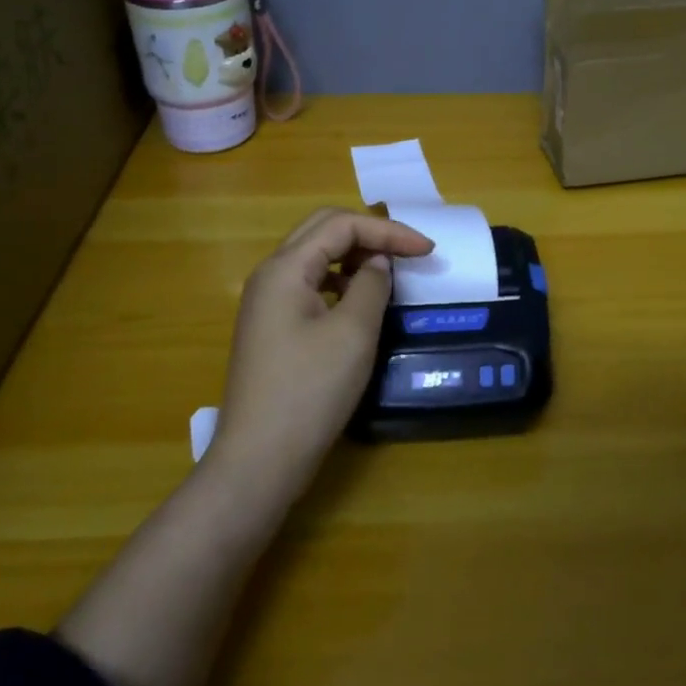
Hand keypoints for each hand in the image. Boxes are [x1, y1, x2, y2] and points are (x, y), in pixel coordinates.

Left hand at [212, 208, 432, 494]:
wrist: (259, 460)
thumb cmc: (309, 391)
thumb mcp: (353, 333)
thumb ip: (371, 285)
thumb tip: (378, 262)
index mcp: (285, 268)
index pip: (340, 224)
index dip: (388, 230)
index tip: (427, 250)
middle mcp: (270, 275)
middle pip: (323, 230)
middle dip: (369, 234)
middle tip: (407, 251)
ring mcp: (266, 302)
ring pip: (314, 257)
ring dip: (353, 256)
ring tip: (388, 274)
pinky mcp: (271, 327)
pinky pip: (309, 285)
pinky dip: (339, 282)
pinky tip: (359, 302)